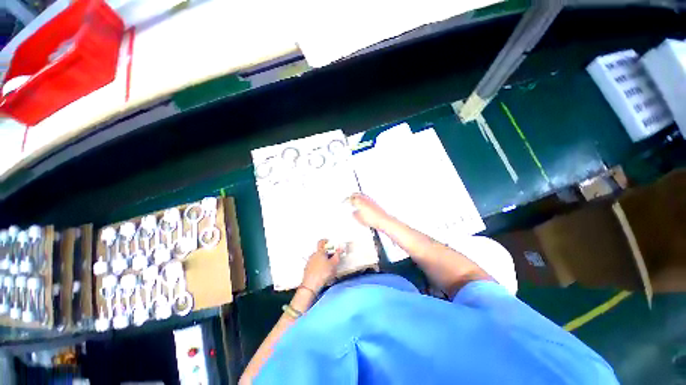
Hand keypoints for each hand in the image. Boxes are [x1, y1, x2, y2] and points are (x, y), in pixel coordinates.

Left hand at [302, 239, 340, 292]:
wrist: (310, 286)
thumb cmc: (323, 272)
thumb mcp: (333, 264)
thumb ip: (337, 255)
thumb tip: (340, 248)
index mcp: (319, 252)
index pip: (322, 242)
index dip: (326, 241)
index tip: (331, 243)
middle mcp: (313, 255)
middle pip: (321, 251)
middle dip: (327, 254)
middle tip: (333, 259)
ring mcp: (309, 262)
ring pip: (318, 259)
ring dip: (323, 261)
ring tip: (329, 269)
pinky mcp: (307, 269)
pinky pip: (315, 265)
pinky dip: (319, 267)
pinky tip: (323, 274)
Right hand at [349, 193, 392, 229]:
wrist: (383, 220)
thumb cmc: (373, 219)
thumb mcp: (359, 219)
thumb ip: (354, 214)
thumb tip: (353, 213)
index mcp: (359, 202)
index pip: (350, 199)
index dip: (346, 200)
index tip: (344, 202)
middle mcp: (364, 199)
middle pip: (355, 194)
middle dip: (351, 196)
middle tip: (348, 198)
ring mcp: (370, 200)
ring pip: (361, 195)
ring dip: (357, 196)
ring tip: (354, 199)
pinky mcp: (374, 202)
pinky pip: (366, 198)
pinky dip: (362, 199)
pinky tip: (362, 203)